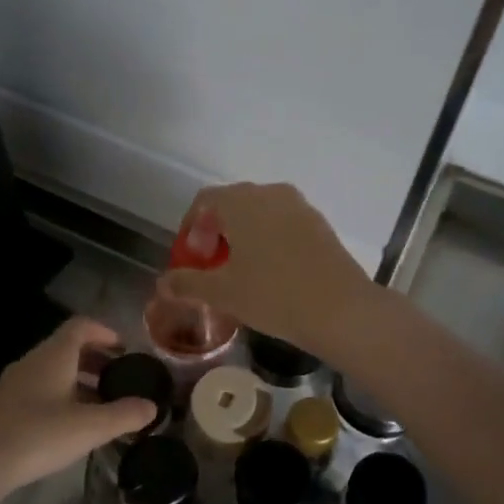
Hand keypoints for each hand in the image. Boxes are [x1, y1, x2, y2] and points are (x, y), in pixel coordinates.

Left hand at [0, 317, 155, 495]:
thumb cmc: (37, 435)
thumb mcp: (90, 426)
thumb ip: (125, 414)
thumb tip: (152, 406)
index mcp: (54, 355)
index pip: (81, 326)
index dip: (105, 332)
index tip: (124, 349)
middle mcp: (32, 362)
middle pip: (67, 349)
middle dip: (95, 360)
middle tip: (118, 380)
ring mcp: (13, 385)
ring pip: (52, 372)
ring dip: (77, 381)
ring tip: (99, 406)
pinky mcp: (2, 408)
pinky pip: (38, 392)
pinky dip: (60, 398)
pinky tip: (69, 427)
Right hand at [158, 183, 381, 360]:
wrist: (340, 310)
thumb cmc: (273, 295)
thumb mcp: (223, 292)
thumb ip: (188, 283)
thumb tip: (163, 283)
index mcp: (242, 201)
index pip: (205, 201)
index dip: (191, 228)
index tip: (192, 258)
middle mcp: (271, 193)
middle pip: (233, 204)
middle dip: (216, 232)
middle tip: (212, 266)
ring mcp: (300, 207)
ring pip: (261, 214)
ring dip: (244, 237)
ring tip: (240, 272)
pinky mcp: (321, 225)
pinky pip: (284, 225)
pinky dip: (269, 241)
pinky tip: (271, 273)